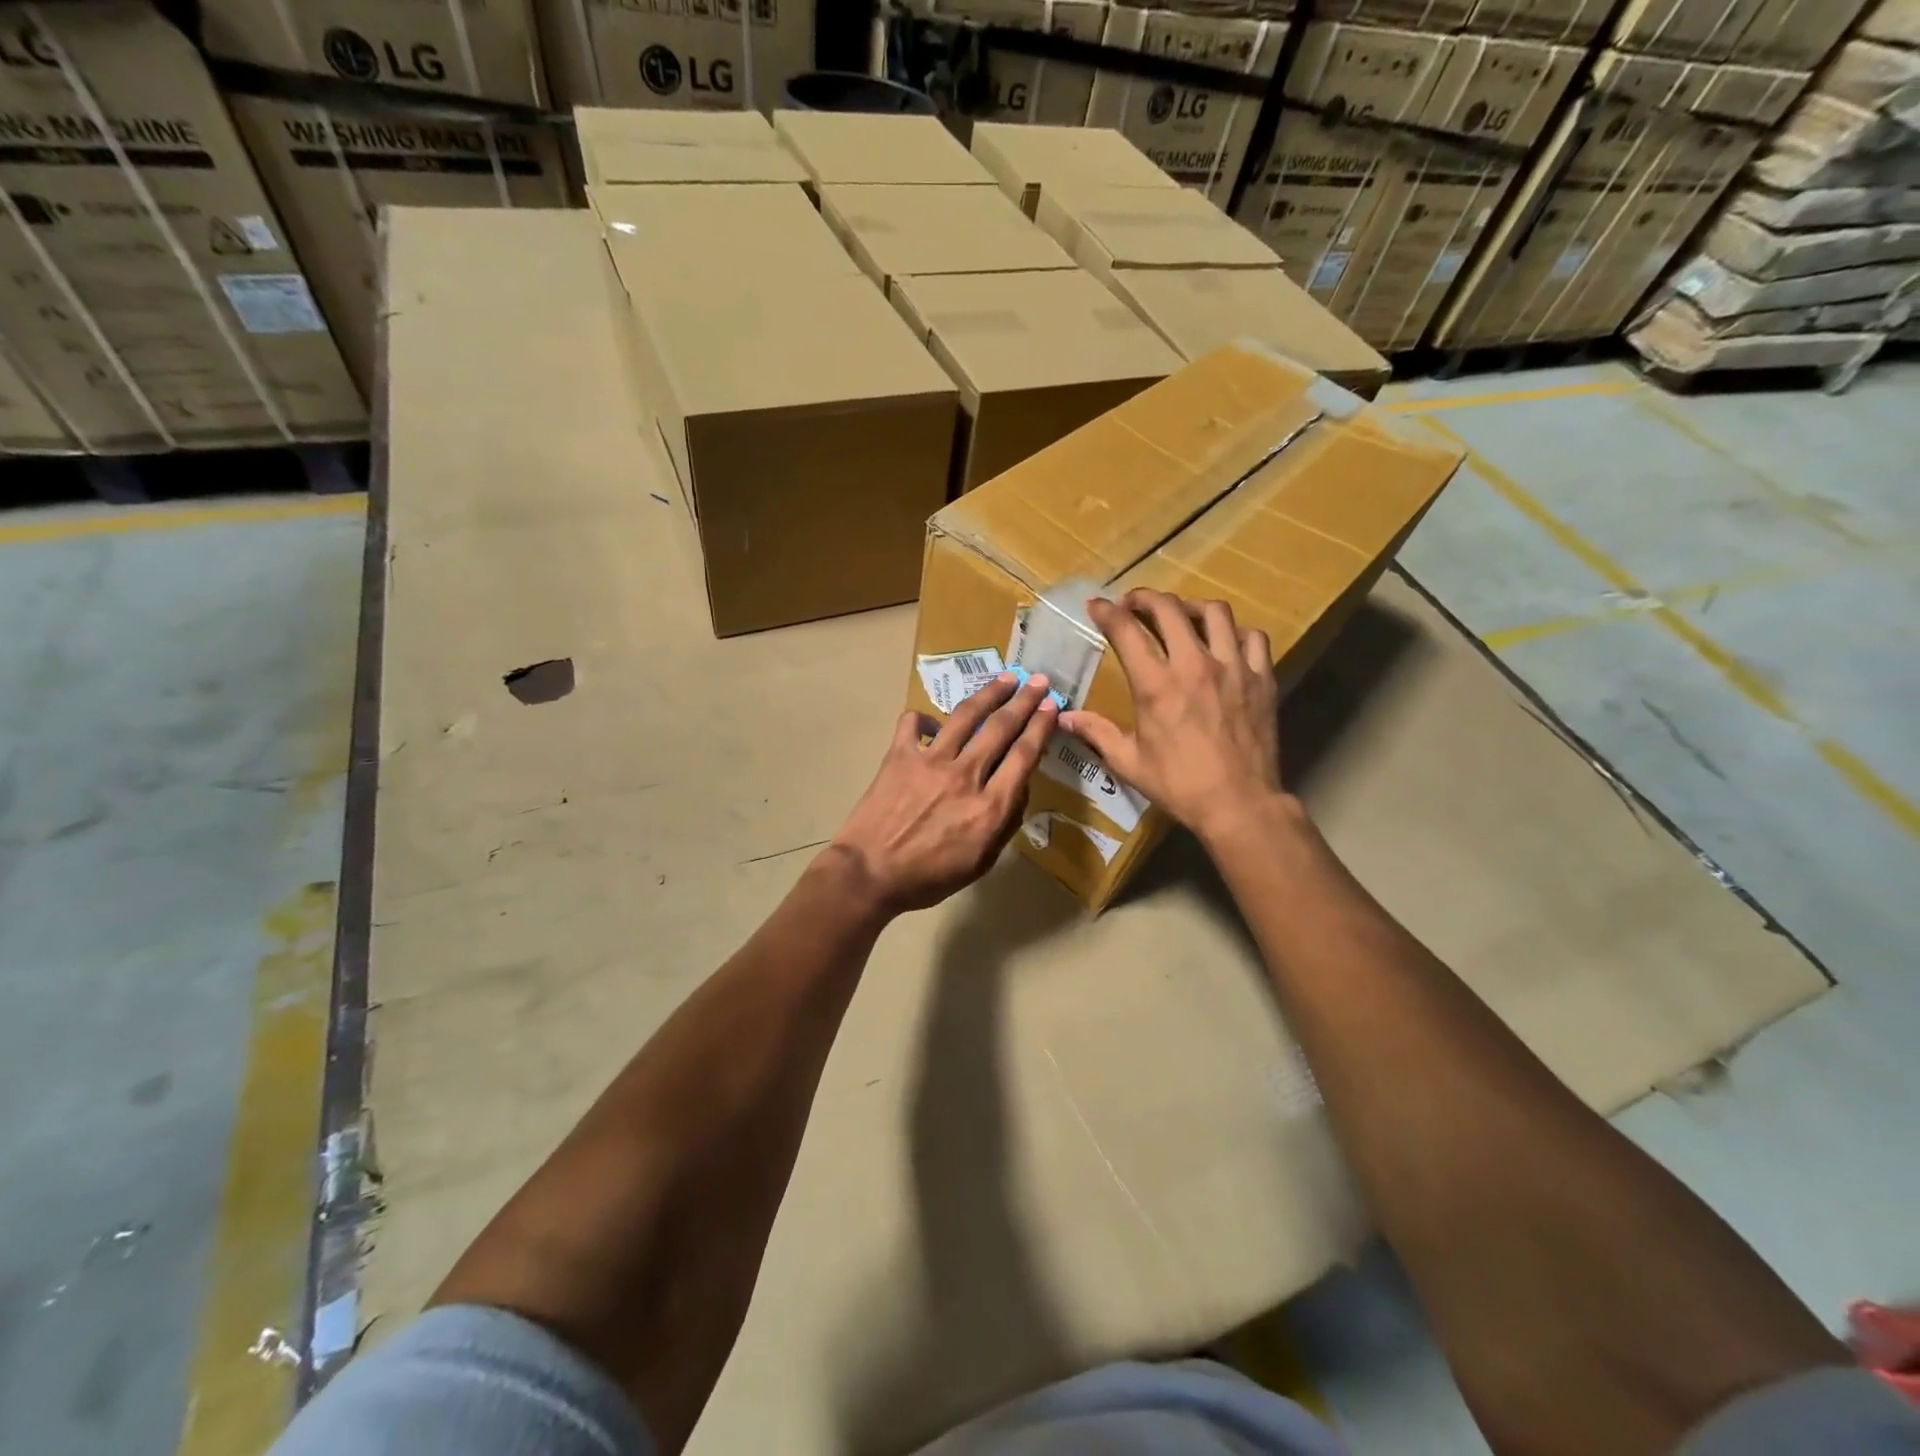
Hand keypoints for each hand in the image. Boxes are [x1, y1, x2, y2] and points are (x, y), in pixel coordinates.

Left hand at [830, 673, 1059, 912]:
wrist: (869, 874)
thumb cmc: (928, 878)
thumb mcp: (981, 862)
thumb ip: (1005, 824)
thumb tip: (1018, 788)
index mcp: (990, 806)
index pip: (1024, 756)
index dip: (1041, 726)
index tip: (1052, 707)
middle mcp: (965, 775)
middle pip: (1001, 727)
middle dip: (1024, 700)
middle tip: (1039, 681)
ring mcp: (930, 761)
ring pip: (966, 716)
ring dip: (989, 693)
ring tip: (1005, 679)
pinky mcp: (899, 756)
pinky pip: (913, 723)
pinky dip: (924, 719)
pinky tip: (933, 725)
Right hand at [1060, 590, 1285, 842]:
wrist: (1239, 804)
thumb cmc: (1179, 784)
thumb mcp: (1129, 762)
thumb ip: (1097, 732)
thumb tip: (1064, 717)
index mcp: (1156, 685)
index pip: (1126, 630)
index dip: (1107, 612)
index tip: (1096, 605)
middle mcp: (1194, 665)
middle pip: (1169, 609)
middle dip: (1145, 598)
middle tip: (1134, 604)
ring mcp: (1233, 668)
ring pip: (1215, 612)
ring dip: (1191, 607)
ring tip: (1181, 617)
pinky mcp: (1261, 678)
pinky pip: (1252, 636)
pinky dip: (1235, 632)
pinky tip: (1224, 642)